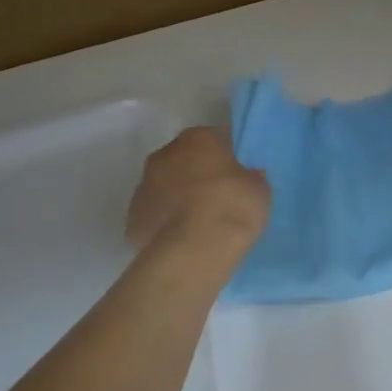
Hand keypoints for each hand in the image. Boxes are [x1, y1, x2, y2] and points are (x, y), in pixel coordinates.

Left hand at [125, 127, 270, 248]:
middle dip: (198, 174)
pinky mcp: (132, 218)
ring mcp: (143, 187)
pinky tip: (182, 240)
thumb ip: (251, 178)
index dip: (227, 156)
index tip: (237, 174)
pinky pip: (154, 215)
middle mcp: (164, 155)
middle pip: (184, 160)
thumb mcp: (259, 190)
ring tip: (199, 223)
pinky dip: (165, 223)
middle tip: (218, 197)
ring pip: (165, 186)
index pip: (215, 138)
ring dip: (178, 197)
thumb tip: (247, 176)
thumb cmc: (230, 208)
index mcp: (197, 139)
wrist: (192, 251)